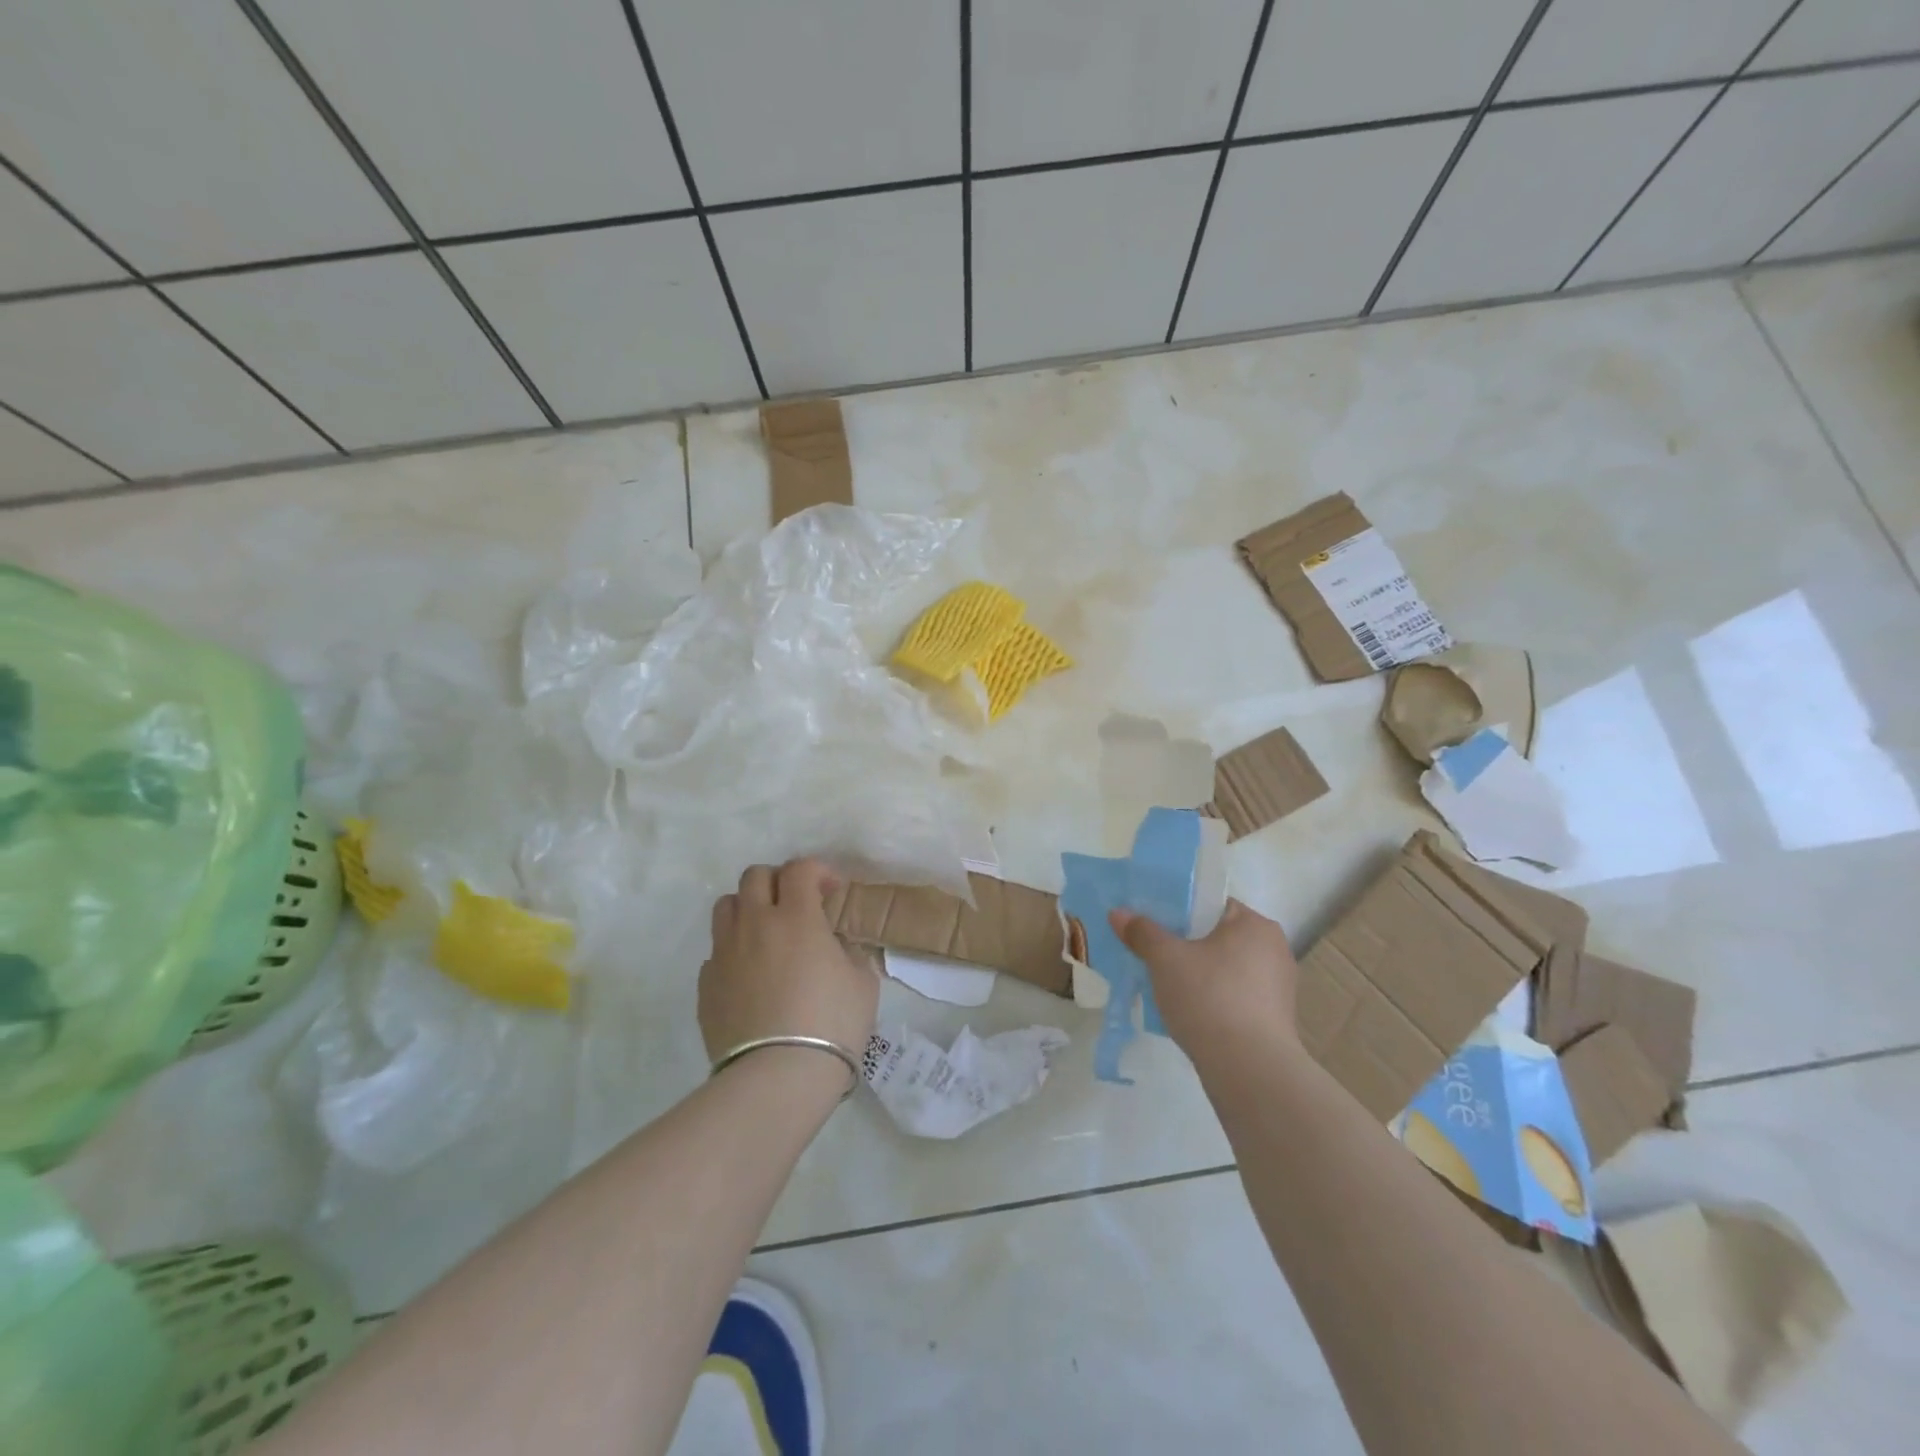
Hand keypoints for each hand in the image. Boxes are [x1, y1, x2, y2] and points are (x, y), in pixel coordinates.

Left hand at [699, 859, 878, 1066]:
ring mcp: (725, 953)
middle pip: (755, 876)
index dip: (818, 871)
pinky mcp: (706, 985)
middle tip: (797, 905)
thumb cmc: (831, 1024)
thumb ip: (850, 953)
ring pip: (726, 906)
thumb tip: (835, 948)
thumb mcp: (863, 983)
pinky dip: (734, 951)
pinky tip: (751, 976)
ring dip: (749, 909)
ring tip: (767, 933)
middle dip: (778, 882)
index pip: (799, 869)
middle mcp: (755, 925)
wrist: (778, 1077)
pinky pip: (717, 951)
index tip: (832, 892)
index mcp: (796, 918)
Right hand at [1108, 900, 1298, 1056]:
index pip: (1213, 904)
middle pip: (1218, 937)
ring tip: (1166, 987)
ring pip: (1226, 969)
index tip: (1153, 926)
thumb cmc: (1209, 998)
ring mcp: (1278, 988)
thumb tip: (1118, 913)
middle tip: (1153, 955)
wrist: (1249, 1070)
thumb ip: (1142, 932)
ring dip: (1199, 975)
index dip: (1180, 911)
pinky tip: (1189, 1014)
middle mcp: (1274, 949)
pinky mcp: (1275, 1020)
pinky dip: (1213, 1000)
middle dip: (1186, 946)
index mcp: (1255, 924)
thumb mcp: (1165, 959)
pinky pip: (1235, 997)